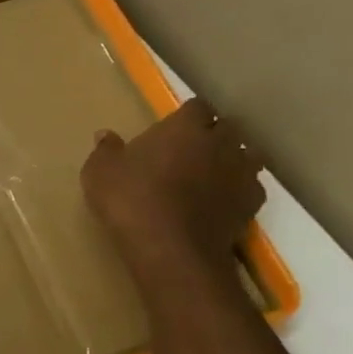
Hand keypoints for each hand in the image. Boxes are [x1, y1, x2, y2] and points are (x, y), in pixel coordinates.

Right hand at [81, 97, 265, 283]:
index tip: (172, 127)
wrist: (170, 248)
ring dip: (232, 158)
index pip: (196, 106)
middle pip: (226, 127)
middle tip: (189, 149)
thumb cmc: (130, 199)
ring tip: (211, 172)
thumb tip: (105, 135)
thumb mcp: (100, 172)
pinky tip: (221, 200)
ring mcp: (241, 172)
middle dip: (212, 134)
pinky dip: (239, 188)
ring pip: (247, 154)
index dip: (186, 115)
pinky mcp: (252, 202)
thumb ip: (106, 150)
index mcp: (184, 128)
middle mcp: (220, 142)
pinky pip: (251, 185)